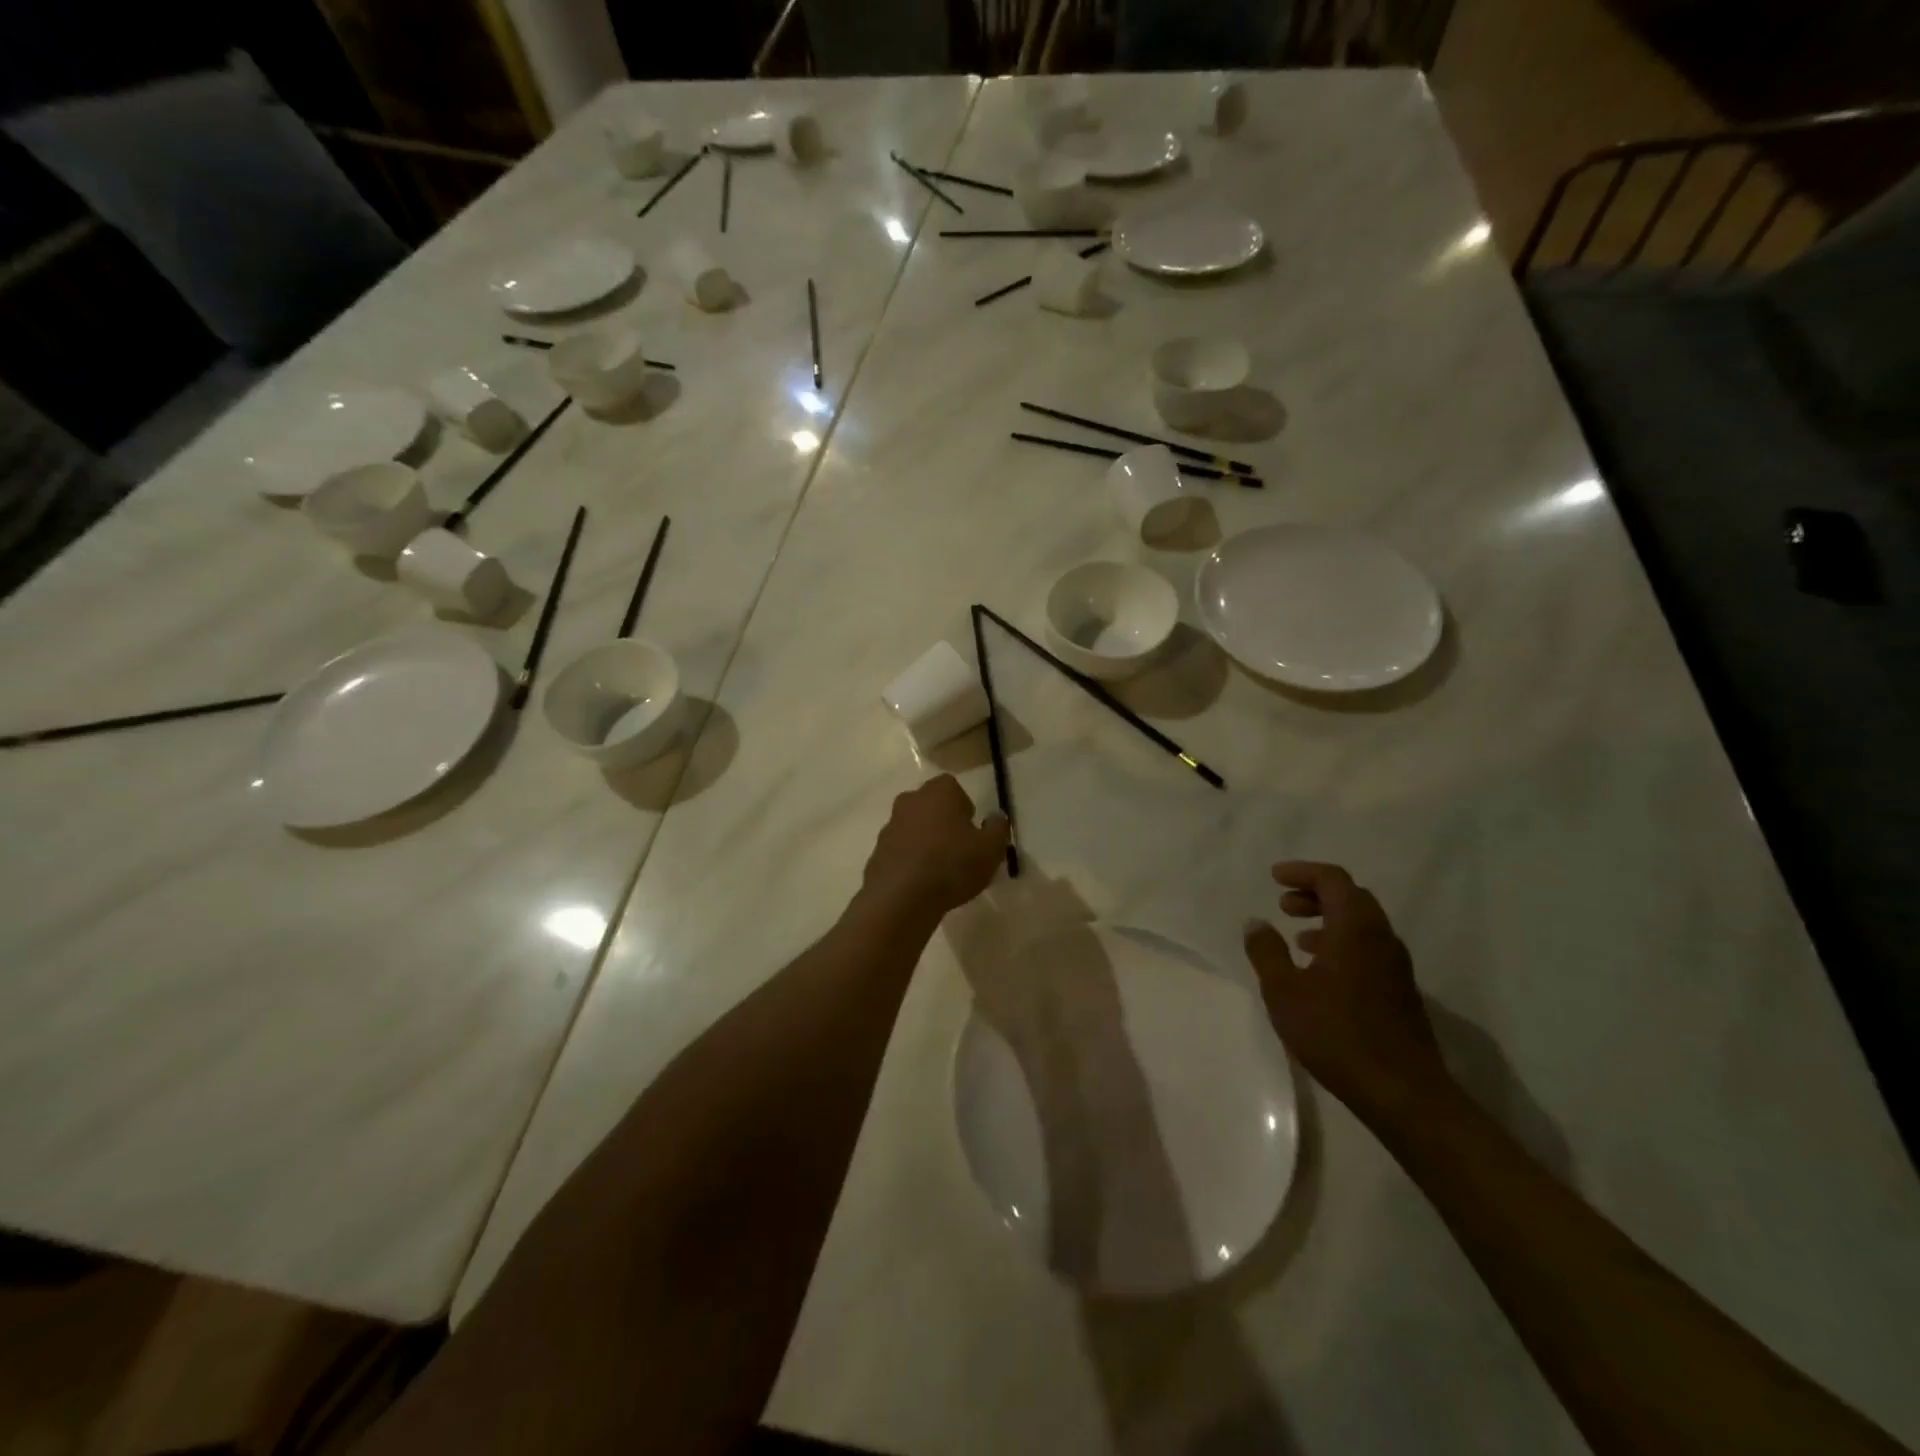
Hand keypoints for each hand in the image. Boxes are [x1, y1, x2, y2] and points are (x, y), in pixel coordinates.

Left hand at [860, 776, 1009, 922]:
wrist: (901, 898)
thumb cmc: (952, 865)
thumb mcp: (991, 849)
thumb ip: (998, 828)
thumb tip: (996, 817)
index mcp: (938, 792)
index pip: (952, 787)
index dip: (964, 807)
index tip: (972, 830)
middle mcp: (910, 801)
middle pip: (930, 805)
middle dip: (942, 821)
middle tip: (958, 848)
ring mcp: (889, 826)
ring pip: (913, 828)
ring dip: (924, 841)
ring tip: (939, 870)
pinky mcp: (877, 852)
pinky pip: (899, 851)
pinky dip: (909, 861)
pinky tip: (920, 883)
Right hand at [1243, 862, 1448, 1119]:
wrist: (1402, 1091)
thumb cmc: (1336, 1034)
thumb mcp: (1284, 992)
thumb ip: (1266, 952)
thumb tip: (1256, 923)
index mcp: (1355, 929)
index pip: (1333, 880)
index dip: (1303, 872)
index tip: (1275, 877)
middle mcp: (1381, 938)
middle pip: (1351, 897)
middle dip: (1316, 894)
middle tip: (1284, 904)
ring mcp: (1395, 966)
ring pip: (1362, 924)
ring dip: (1329, 919)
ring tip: (1298, 937)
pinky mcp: (1400, 991)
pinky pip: (1368, 948)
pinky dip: (1342, 943)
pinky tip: (1320, 971)